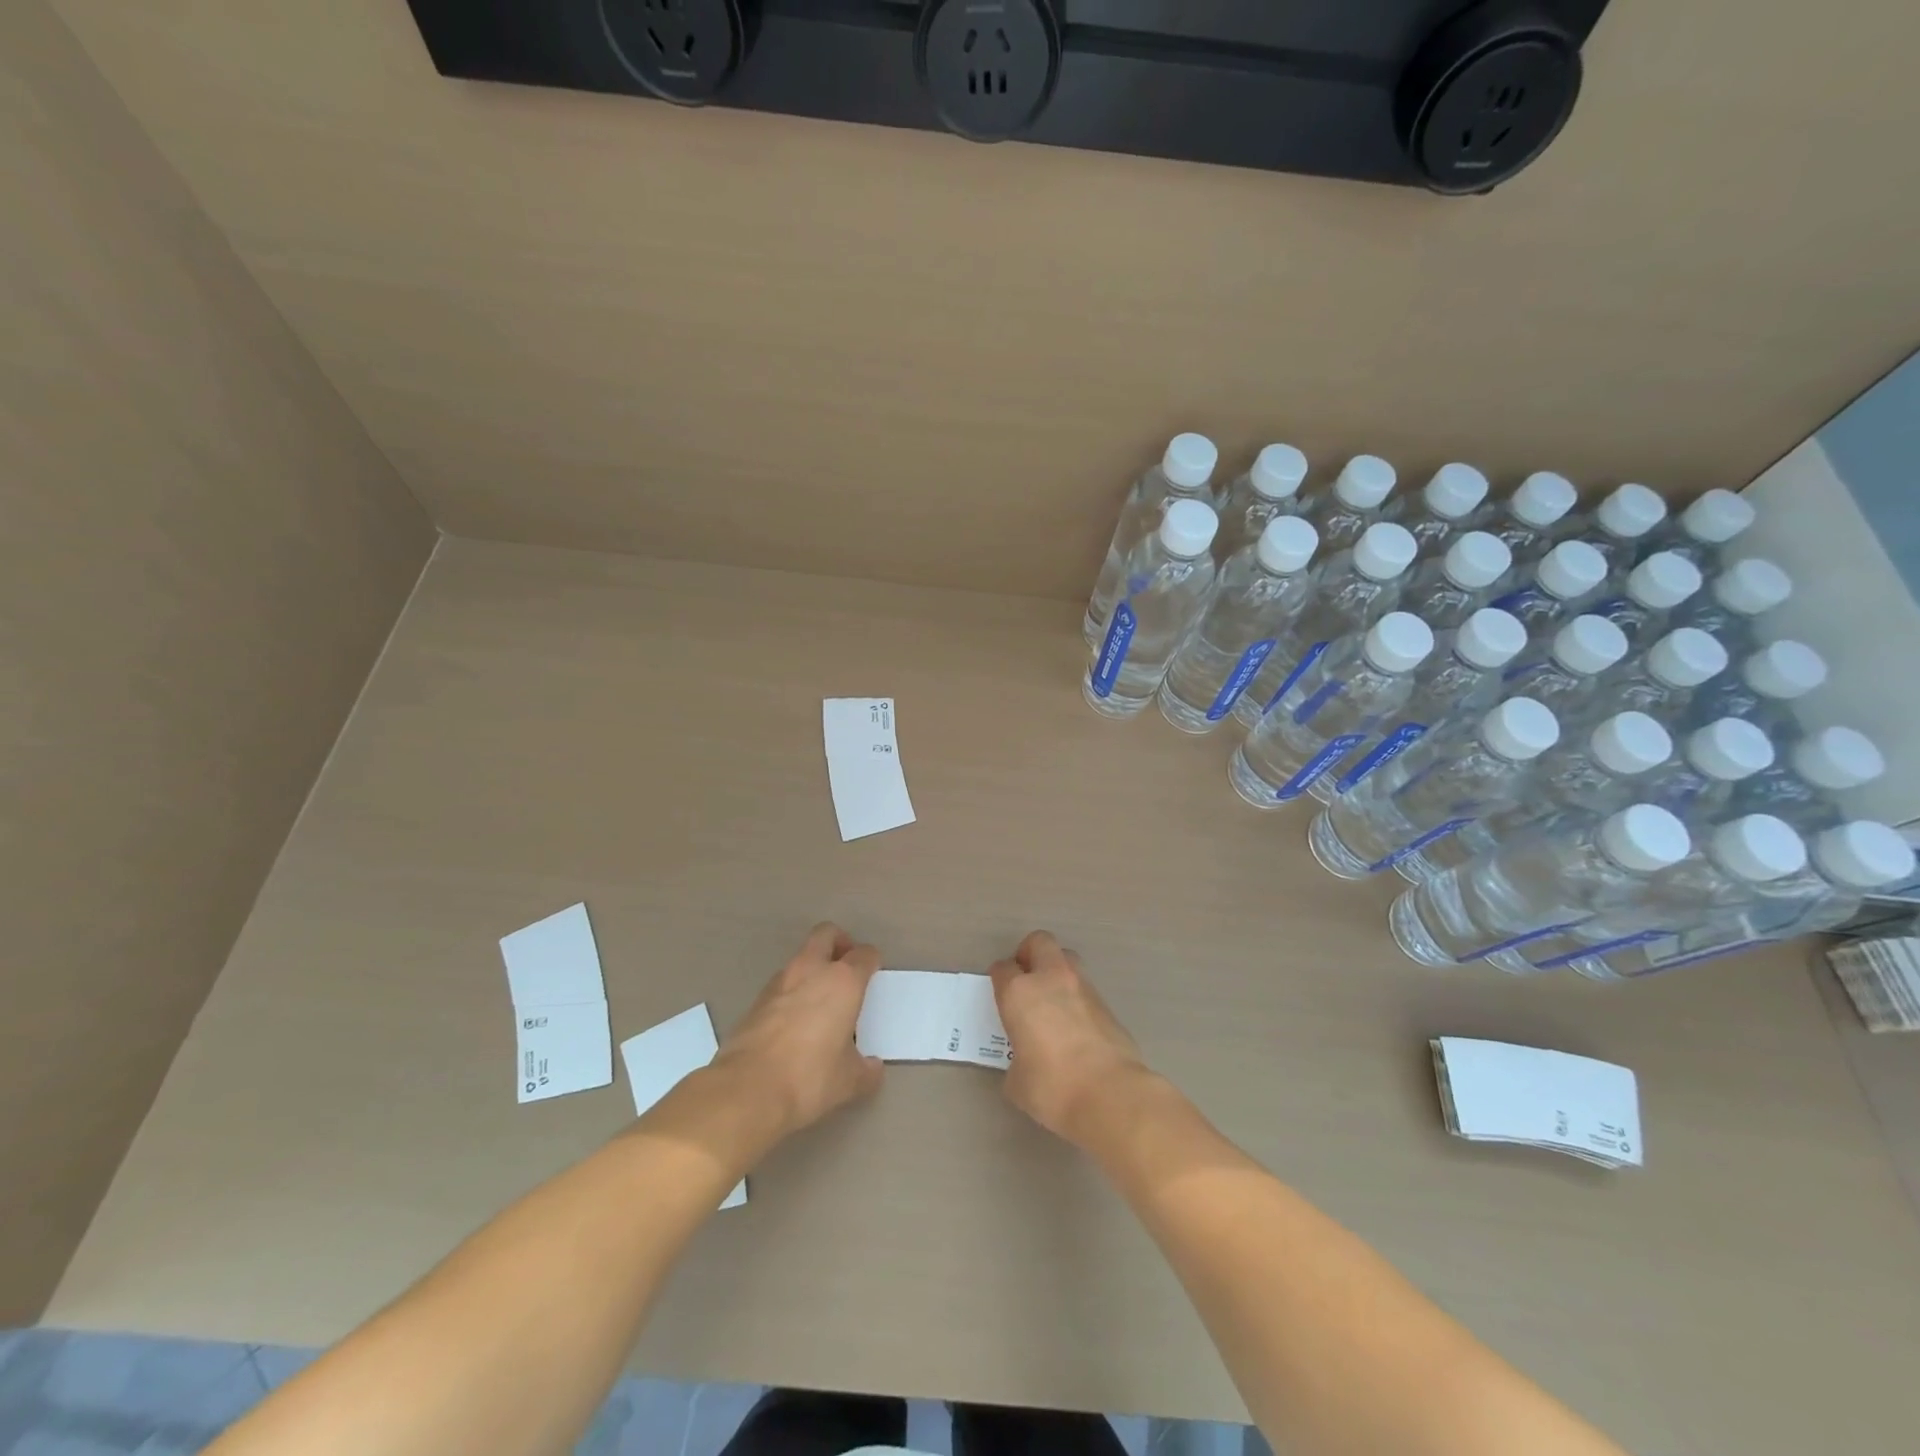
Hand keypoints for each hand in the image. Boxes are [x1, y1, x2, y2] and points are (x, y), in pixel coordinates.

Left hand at [715, 923, 883, 1138]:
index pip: (864, 955)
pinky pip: (781, 986)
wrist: (747, 1091)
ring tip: (820, 1002)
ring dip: (812, 969)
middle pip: (826, 934)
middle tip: (846, 967)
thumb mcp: (849, 1081)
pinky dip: (791, 994)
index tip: (873, 974)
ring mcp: (779, 983)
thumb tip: (872, 1068)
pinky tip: (794, 1024)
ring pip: (800, 959)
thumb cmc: (810, 1078)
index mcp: (843, 982)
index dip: (872, 962)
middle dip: (839, 943)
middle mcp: (811, 971)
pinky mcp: (755, 1002)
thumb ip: (866, 1070)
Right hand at [989, 931, 1150, 1146]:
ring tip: (1051, 1002)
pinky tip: (1075, 1027)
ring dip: (1056, 971)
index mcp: (1019, 993)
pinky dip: (1076, 998)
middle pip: (1039, 942)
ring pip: (1067, 959)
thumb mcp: (1017, 1081)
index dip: (999, 979)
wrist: (1111, 1095)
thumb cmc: (1053, 1088)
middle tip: (1026, 980)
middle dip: (1030, 954)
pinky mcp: (1107, 1004)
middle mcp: (1051, 979)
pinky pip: (1085, 989)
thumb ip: (1016, 1061)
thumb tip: (1026, 1062)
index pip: (1002, 969)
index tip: (1000, 995)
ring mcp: (1083, 988)